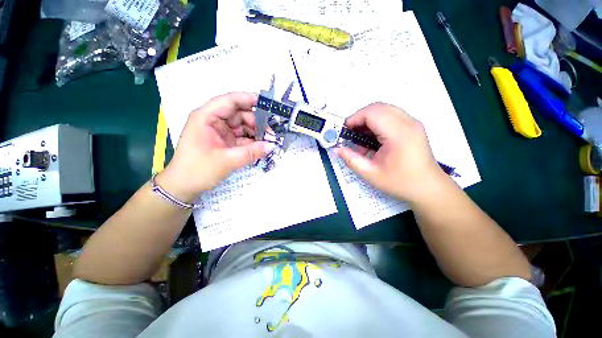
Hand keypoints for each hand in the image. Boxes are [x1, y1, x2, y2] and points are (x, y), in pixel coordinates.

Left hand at [156, 92, 274, 202]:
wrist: (184, 187)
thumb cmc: (197, 170)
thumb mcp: (226, 161)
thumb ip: (251, 153)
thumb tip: (272, 146)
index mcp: (206, 117)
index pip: (229, 101)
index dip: (248, 100)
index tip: (268, 105)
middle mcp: (213, 121)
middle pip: (239, 114)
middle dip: (256, 121)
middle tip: (271, 131)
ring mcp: (220, 132)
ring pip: (242, 126)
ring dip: (256, 132)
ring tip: (269, 140)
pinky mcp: (225, 142)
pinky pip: (242, 137)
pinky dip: (252, 141)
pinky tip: (262, 146)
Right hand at [336, 103, 445, 202]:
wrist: (428, 188)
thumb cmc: (400, 182)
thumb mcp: (370, 174)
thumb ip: (351, 160)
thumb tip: (337, 149)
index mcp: (398, 133)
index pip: (372, 113)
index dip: (354, 118)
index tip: (344, 131)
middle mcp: (407, 123)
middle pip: (378, 107)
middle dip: (360, 118)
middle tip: (350, 133)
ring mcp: (412, 123)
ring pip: (384, 110)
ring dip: (368, 120)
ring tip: (360, 137)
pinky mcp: (413, 127)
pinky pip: (391, 116)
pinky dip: (377, 123)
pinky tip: (372, 139)